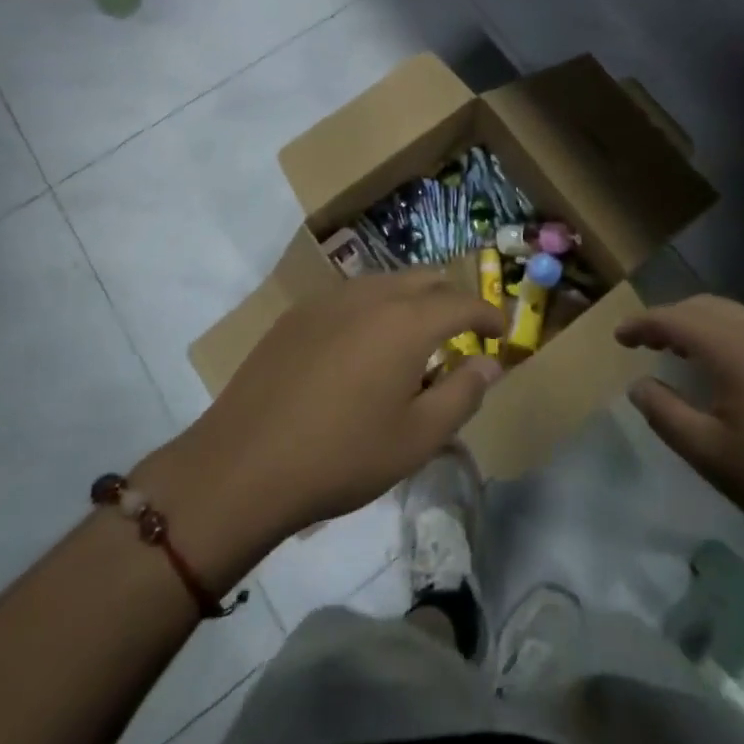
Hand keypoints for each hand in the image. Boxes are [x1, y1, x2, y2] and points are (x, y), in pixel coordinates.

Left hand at [138, 273, 505, 585]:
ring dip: (410, 302)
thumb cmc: (342, 456)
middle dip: (450, 299)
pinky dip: (373, 310)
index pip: (461, 302)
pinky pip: (350, 297)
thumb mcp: (417, 438)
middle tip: (461, 333)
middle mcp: (370, 295)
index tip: (501, 332)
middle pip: (424, 279)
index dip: (487, 314)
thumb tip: (489, 364)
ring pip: (385, 283)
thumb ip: (462, 394)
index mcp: (406, 321)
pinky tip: (362, 348)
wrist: (243, 464)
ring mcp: (328, 300)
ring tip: (413, 342)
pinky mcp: (296, 314)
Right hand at [618, 296, 743, 573]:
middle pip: (706, 307)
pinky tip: (731, 371)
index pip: (674, 319)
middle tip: (646, 342)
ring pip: (736, 316)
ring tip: (683, 353)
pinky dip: (732, 337)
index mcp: (734, 348)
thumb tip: (640, 385)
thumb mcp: (711, 455)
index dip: (642, 325)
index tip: (618, 338)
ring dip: (703, 326)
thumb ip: (666, 413)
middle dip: (671, 318)